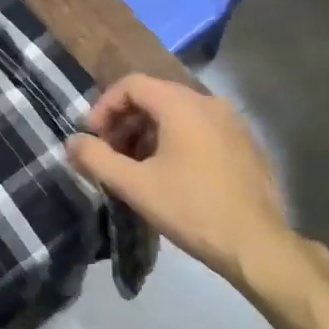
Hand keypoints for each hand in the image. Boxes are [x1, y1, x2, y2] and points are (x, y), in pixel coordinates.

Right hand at [67, 74, 328, 311]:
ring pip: (178, 113)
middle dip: (125, 121)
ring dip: (149, 133)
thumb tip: (71, 142)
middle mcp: (209, 102)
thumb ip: (96, 159)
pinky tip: (171, 175)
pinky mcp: (245, 144)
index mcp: (182, 105)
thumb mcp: (135, 186)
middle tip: (110, 154)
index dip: (104, 106)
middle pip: (155, 96)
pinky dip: (176, 140)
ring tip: (136, 167)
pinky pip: (201, 128)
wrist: (256, 244)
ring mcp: (232, 122)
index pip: (132, 84)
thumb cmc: (191, 209)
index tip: (93, 137)